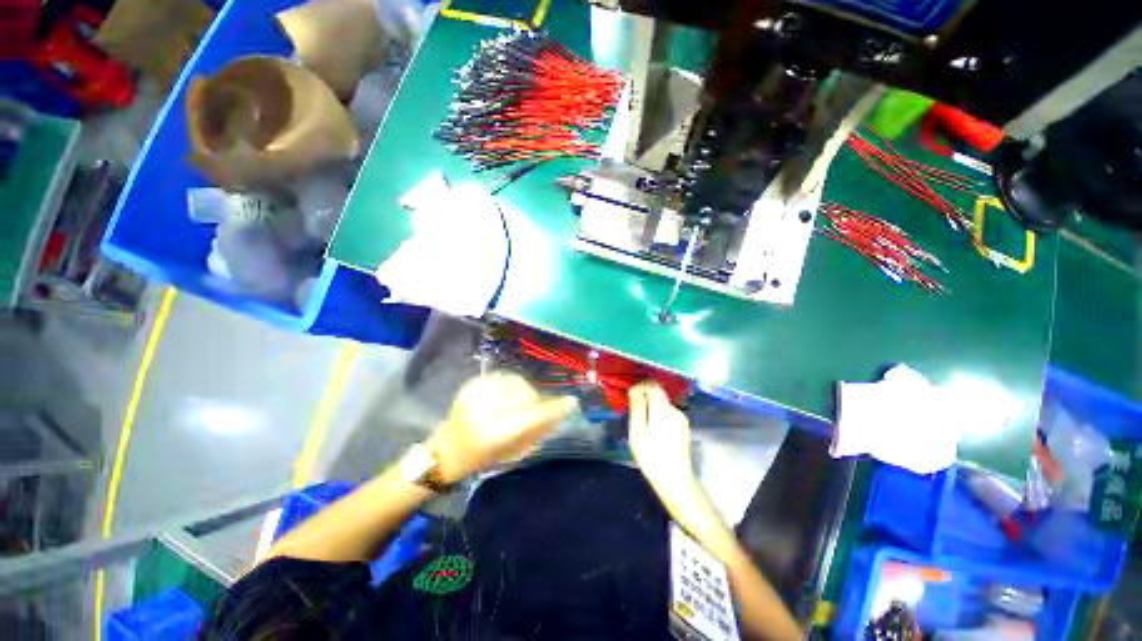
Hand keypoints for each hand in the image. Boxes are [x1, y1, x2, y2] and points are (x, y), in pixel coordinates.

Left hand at [427, 372, 575, 482]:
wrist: (443, 452)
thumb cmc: (479, 459)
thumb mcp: (510, 453)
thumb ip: (535, 431)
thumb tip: (559, 412)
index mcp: (493, 433)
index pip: (532, 415)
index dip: (553, 408)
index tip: (570, 402)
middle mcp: (484, 410)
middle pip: (525, 394)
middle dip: (536, 399)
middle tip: (536, 407)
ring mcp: (476, 394)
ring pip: (516, 382)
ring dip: (525, 390)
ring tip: (521, 401)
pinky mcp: (471, 384)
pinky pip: (503, 376)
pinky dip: (512, 384)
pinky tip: (510, 393)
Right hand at [628, 382, 695, 495]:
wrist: (676, 481)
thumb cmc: (651, 458)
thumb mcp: (637, 433)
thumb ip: (637, 408)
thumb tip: (635, 390)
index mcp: (663, 410)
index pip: (653, 385)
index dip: (641, 386)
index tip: (630, 396)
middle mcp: (675, 410)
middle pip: (658, 394)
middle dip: (645, 398)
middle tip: (633, 412)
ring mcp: (682, 418)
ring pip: (663, 404)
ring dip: (652, 408)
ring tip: (643, 426)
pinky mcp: (684, 426)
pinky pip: (669, 414)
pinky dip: (659, 416)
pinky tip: (654, 433)